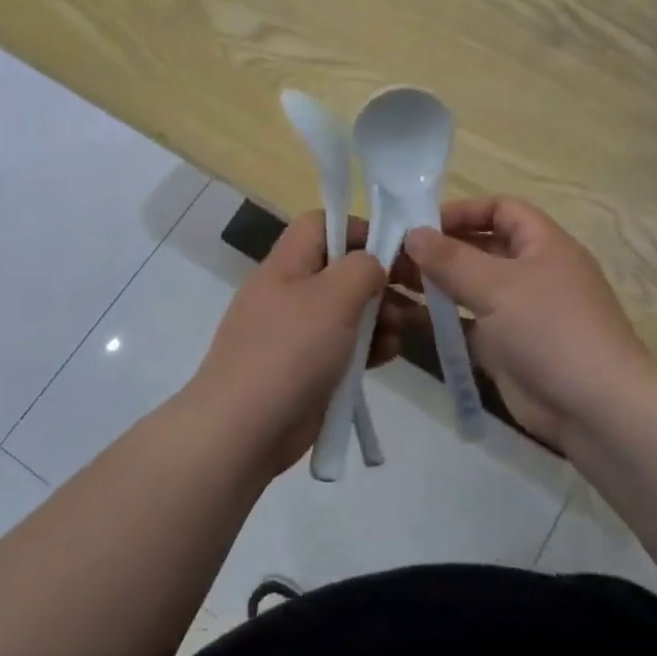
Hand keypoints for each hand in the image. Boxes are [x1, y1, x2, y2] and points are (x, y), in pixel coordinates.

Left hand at [188, 211, 392, 475]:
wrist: (242, 431)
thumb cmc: (290, 352)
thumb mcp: (333, 297)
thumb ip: (362, 268)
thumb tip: (373, 265)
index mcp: (286, 265)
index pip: (321, 224)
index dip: (359, 229)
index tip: (395, 250)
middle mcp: (289, 293)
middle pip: (340, 270)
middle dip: (380, 280)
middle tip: (414, 295)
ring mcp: (296, 334)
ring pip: (347, 311)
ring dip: (380, 316)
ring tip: (403, 331)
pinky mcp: (306, 369)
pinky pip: (343, 347)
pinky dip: (367, 347)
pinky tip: (388, 356)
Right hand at [402, 197, 652, 448]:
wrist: (593, 407)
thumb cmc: (549, 329)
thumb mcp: (498, 286)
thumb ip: (451, 259)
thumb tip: (413, 233)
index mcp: (543, 245)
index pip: (502, 210)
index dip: (464, 211)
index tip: (421, 224)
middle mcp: (532, 273)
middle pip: (481, 248)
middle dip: (439, 249)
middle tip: (391, 255)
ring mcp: (519, 312)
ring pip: (470, 288)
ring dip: (433, 284)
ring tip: (388, 282)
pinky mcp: (506, 348)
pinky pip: (467, 324)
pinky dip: (439, 319)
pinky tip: (402, 318)